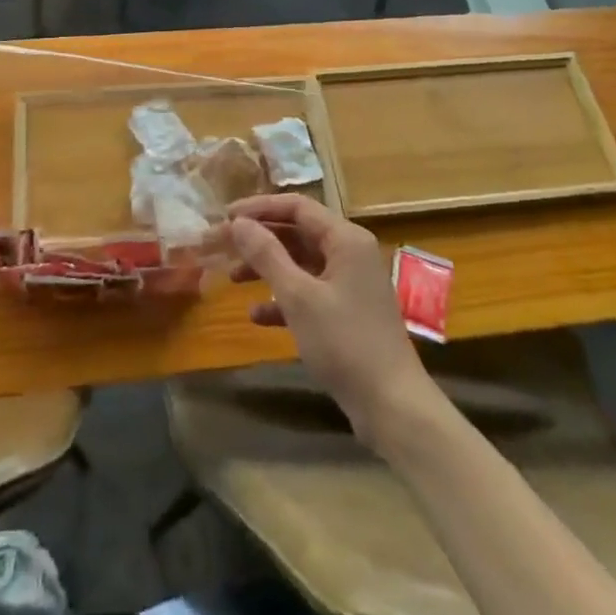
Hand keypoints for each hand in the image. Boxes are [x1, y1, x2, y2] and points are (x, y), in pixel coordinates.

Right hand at [228, 194, 437, 445]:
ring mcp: (350, 284)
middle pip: (297, 233)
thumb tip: (238, 222)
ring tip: (232, 278)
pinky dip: (283, 299)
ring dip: (267, 268)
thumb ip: (267, 255)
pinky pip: (309, 293)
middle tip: (222, 246)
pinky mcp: (347, 313)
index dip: (259, 208)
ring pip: (301, 263)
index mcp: (345, 239)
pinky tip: (256, 315)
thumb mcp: (299, 297)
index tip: (226, 216)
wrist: (393, 408)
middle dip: (259, 239)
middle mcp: (350, 253)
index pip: (297, 207)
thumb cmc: (345, 343)